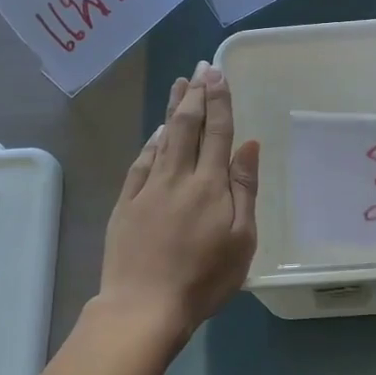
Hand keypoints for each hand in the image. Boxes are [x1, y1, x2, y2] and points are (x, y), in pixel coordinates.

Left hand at [95, 63, 259, 341]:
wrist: (144, 306)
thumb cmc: (204, 279)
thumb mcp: (242, 240)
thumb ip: (245, 189)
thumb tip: (249, 145)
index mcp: (210, 185)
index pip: (217, 133)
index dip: (219, 101)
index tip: (218, 73)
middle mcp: (178, 177)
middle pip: (187, 126)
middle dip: (195, 94)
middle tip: (200, 68)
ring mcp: (148, 189)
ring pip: (162, 138)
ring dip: (172, 109)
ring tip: (179, 84)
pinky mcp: (126, 204)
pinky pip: (141, 163)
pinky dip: (150, 142)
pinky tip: (156, 132)